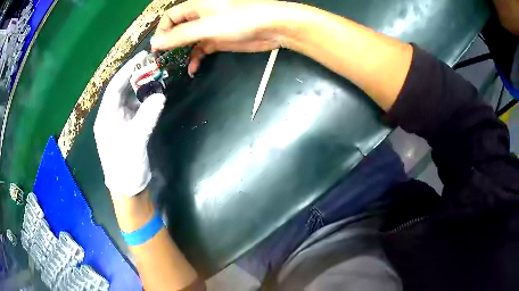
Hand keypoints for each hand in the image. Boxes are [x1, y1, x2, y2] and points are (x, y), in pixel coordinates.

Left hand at [94, 51, 165, 196]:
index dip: (127, 71)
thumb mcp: (135, 141)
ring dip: (141, 88)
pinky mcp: (129, 129)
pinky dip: (145, 101)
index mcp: (105, 118)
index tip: (141, 57)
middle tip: (151, 64)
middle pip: (121, 90)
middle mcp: (110, 116)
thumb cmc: (125, 166)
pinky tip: (154, 96)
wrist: (129, 189)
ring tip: (155, 77)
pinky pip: (136, 109)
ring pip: (129, 99)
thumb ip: (146, 117)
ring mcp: (120, 122)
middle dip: (134, 77)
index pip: (114, 88)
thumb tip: (160, 95)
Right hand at [151, 1, 287, 75]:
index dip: (161, 31)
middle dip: (170, 45)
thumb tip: (155, 43)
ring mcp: (210, 29)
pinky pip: (202, 49)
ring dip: (182, 54)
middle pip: (178, 30)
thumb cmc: (239, 19)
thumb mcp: (205, 27)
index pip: (170, 17)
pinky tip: (193, 69)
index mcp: (195, 7)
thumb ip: (179, 36)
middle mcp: (200, 17)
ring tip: (175, 67)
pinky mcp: (219, 40)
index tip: (157, 49)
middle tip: (162, 62)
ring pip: (189, 41)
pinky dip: (196, 58)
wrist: (272, 27)